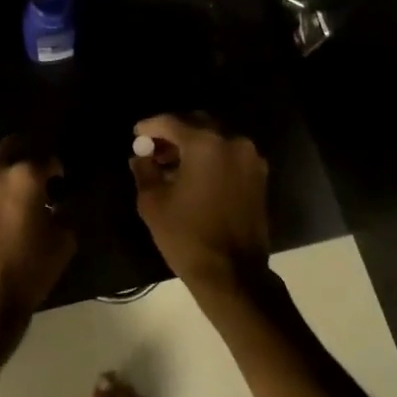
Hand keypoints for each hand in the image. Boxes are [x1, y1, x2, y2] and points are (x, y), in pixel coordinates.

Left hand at [0, 140, 75, 314]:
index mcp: (26, 175)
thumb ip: (64, 213)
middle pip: (12, 148)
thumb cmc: (27, 271)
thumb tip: (57, 205)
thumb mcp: (63, 243)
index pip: (48, 160)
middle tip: (30, 183)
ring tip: (1, 206)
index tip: (58, 184)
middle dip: (24, 159)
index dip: (56, 172)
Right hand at [129, 114, 269, 295]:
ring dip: (193, 146)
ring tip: (170, 165)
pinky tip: (193, 177)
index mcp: (206, 144)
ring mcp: (251, 159)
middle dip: (174, 133)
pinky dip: (211, 159)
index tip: (137, 134)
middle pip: (198, 124)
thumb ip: (144, 170)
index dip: (150, 126)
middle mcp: (233, 143)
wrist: (232, 273)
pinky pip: (229, 156)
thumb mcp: (153, 202)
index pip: (172, 122)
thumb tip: (140, 157)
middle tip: (153, 148)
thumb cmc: (187, 236)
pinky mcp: (259, 177)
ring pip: (216, 140)